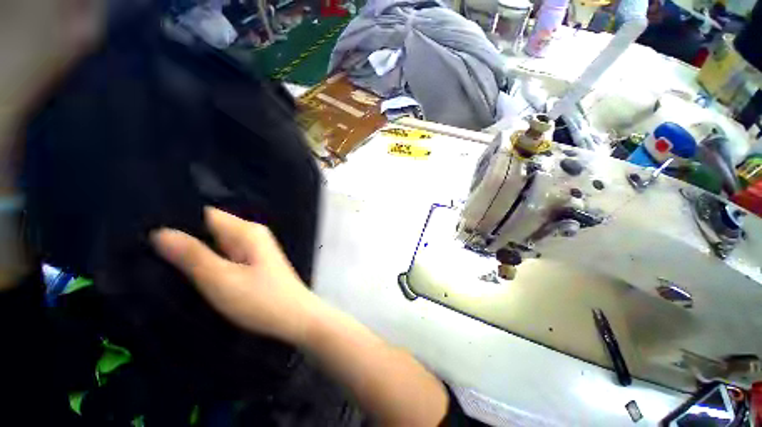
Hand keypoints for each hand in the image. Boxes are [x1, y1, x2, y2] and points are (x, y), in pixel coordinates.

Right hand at [151, 207, 318, 344]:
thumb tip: (161, 232)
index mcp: (247, 231)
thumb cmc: (261, 300)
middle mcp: (252, 234)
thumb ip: (192, 255)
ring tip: (157, 261)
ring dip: (193, 252)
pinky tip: (187, 272)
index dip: (177, 219)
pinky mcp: (254, 263)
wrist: (295, 318)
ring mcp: (254, 249)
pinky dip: (207, 261)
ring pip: (215, 243)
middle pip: (210, 228)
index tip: (144, 230)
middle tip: (144, 250)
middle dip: (182, 238)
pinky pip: (224, 255)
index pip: (205, 213)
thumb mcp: (221, 279)